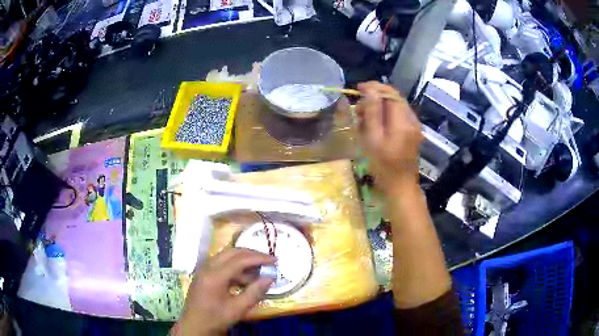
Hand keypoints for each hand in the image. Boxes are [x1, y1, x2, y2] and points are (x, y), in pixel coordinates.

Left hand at [176, 248, 274, 334]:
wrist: (194, 325)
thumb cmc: (216, 318)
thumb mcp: (238, 309)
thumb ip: (255, 292)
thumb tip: (271, 277)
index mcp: (214, 275)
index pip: (240, 260)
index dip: (259, 258)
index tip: (275, 261)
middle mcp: (208, 267)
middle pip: (232, 252)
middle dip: (251, 255)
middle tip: (268, 261)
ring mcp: (204, 270)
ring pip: (226, 257)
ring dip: (244, 261)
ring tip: (259, 272)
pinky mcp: (204, 274)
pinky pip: (222, 265)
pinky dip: (235, 268)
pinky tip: (245, 279)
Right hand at [356, 81, 422, 193]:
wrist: (400, 187)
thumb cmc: (383, 166)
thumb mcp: (373, 139)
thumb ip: (372, 112)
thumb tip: (369, 90)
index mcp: (403, 121)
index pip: (391, 93)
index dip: (375, 87)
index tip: (359, 88)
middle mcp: (412, 120)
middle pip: (394, 98)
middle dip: (376, 97)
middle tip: (359, 107)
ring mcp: (414, 127)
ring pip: (396, 107)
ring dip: (380, 107)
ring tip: (364, 118)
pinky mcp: (413, 133)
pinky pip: (399, 117)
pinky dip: (386, 116)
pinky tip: (376, 125)